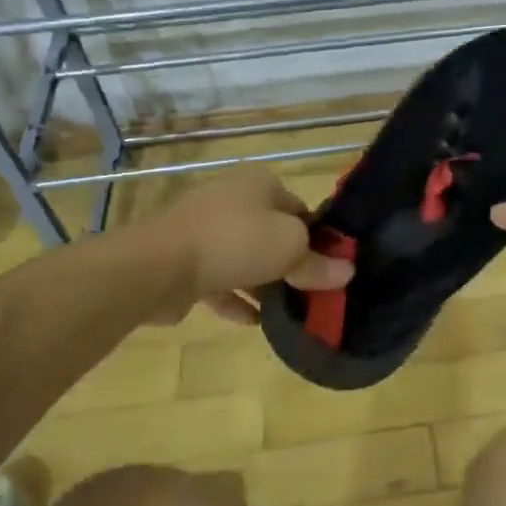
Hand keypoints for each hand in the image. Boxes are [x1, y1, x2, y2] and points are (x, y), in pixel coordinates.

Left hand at [154, 168, 352, 323]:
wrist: (159, 266)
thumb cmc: (236, 241)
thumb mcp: (290, 249)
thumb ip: (318, 263)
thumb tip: (346, 272)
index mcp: (259, 183)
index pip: (300, 209)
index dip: (318, 238)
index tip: (330, 267)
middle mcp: (230, 199)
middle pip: (271, 233)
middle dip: (289, 262)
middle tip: (311, 291)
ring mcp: (203, 230)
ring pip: (244, 257)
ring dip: (263, 282)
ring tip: (287, 310)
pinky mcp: (183, 261)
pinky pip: (219, 280)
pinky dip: (236, 299)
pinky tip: (254, 322)